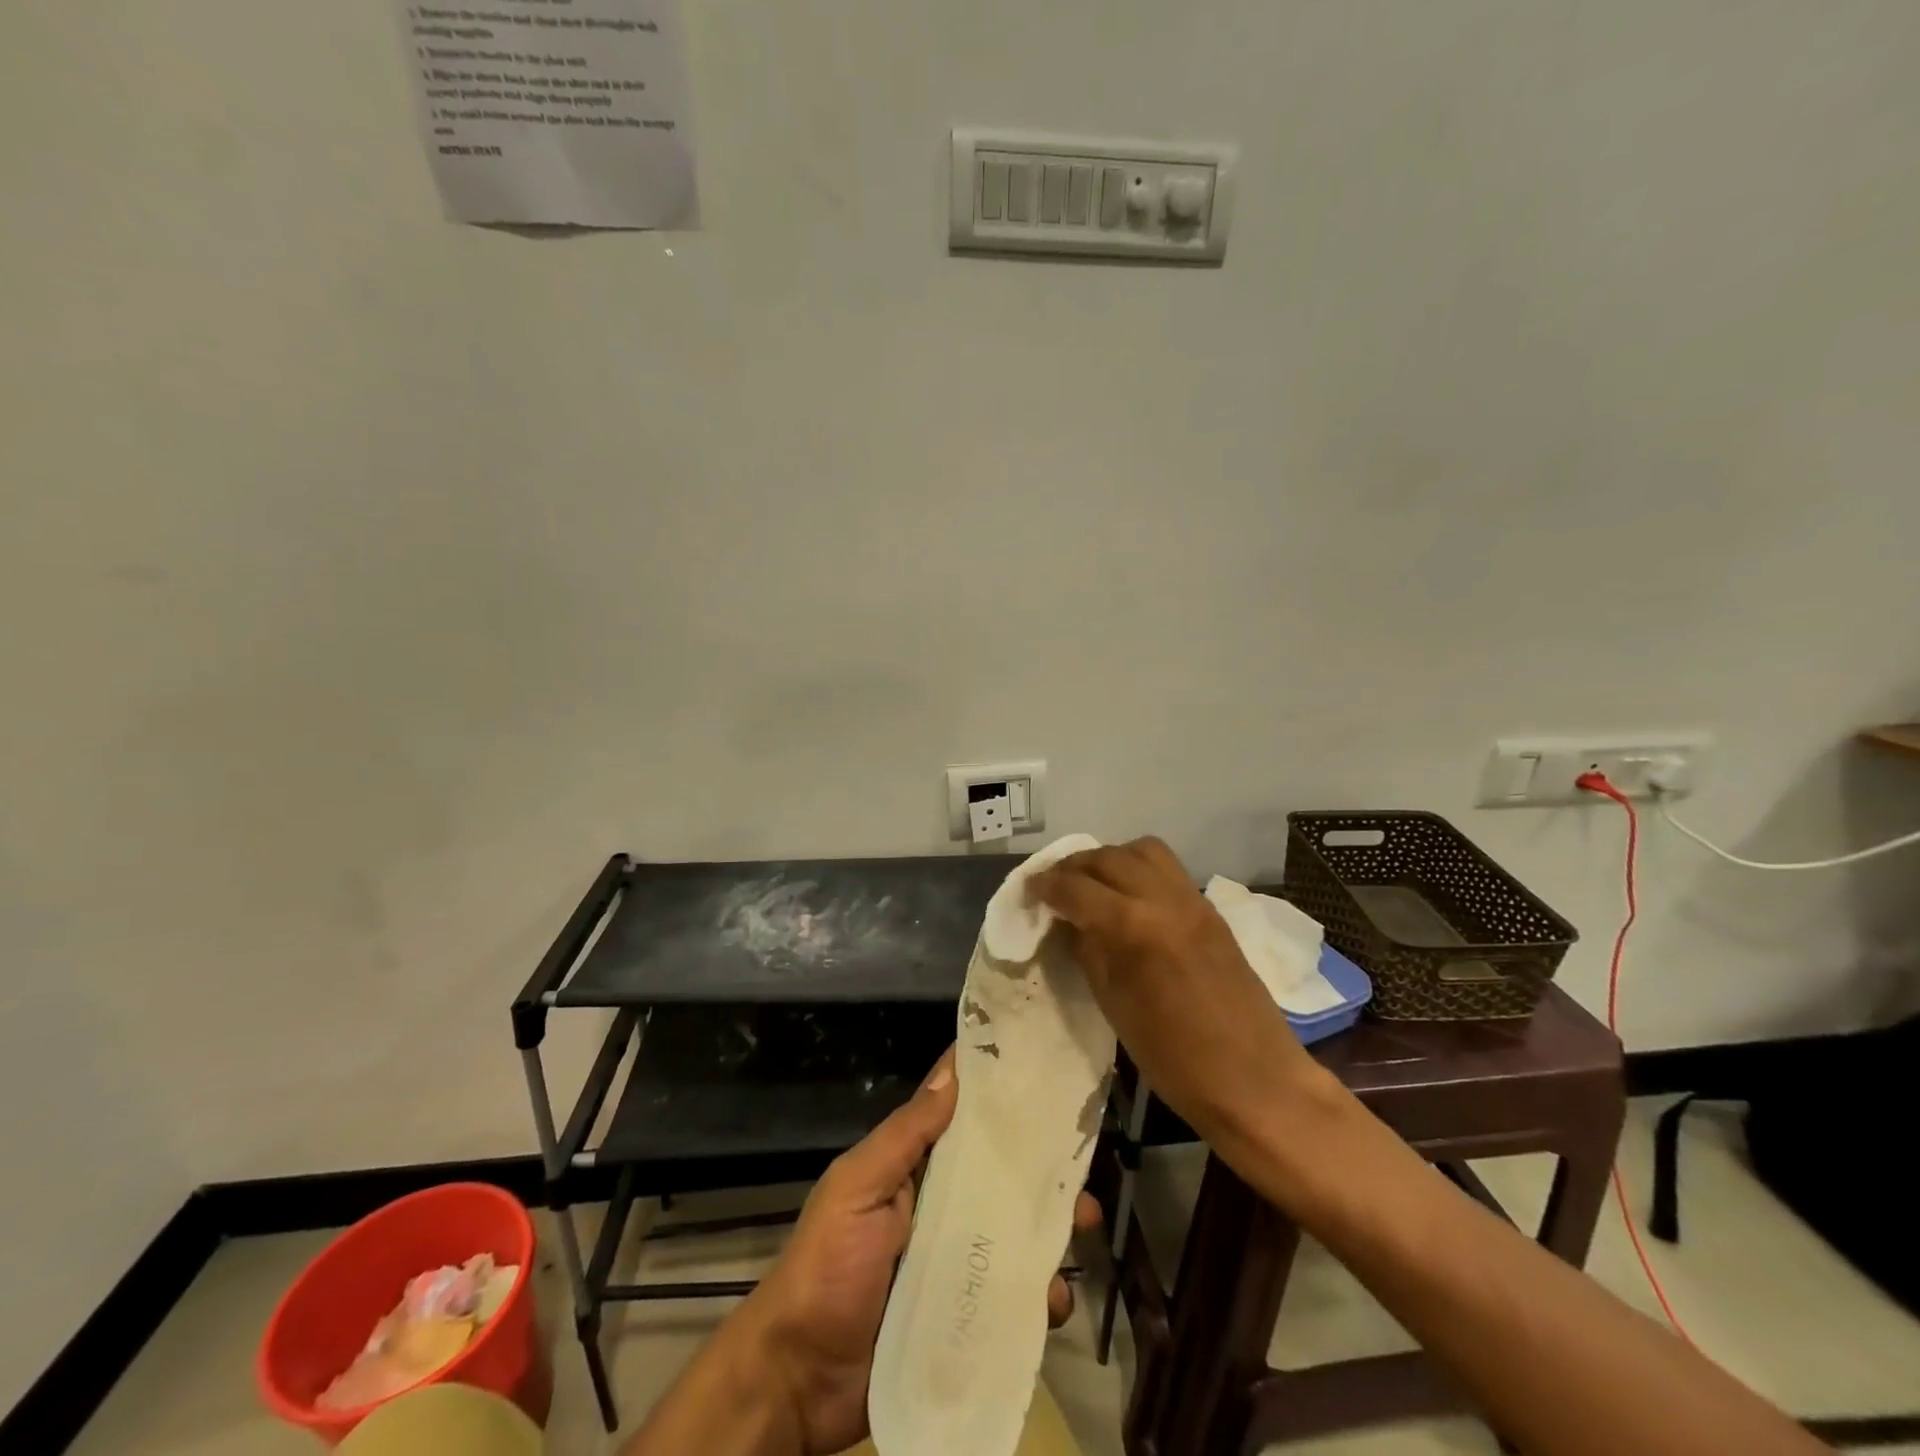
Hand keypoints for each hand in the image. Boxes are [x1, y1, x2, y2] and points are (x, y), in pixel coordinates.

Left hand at [746, 1049, 1100, 1455]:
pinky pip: (1011, 1297)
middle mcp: (939, 1206)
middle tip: (1083, 1165)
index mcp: (912, 1168)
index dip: (995, 1095)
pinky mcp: (965, 1315)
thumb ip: (903, 1137)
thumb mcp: (856, 1188)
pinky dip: (1037, 1293)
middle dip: (1040, 1167)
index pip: (958, 1118)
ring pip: (1013, 1233)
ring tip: (1083, 1225)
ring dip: (1048, 1228)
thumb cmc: (826, 1267)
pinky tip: (1054, 1299)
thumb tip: (952, 1075)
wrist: (800, 1381)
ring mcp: (954, 1262)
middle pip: (998, 1175)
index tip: (1042, 1074)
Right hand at [1030, 837, 1322, 1144]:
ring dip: (1110, 859)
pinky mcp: (1211, 910)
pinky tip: (1128, 897)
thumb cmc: (1176, 1060)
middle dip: (1074, 866)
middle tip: (1054, 885)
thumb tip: (1068, 922)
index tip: (1029, 890)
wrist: (1257, 1082)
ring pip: (1143, 851)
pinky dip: (1139, 870)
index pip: (1077, 888)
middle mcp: (1164, 900)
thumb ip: (1089, 952)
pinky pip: (1168, 870)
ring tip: (1093, 883)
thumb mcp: (1115, 1007)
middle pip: (1108, 858)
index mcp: (1134, 928)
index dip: (1046, 885)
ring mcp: (1193, 901)